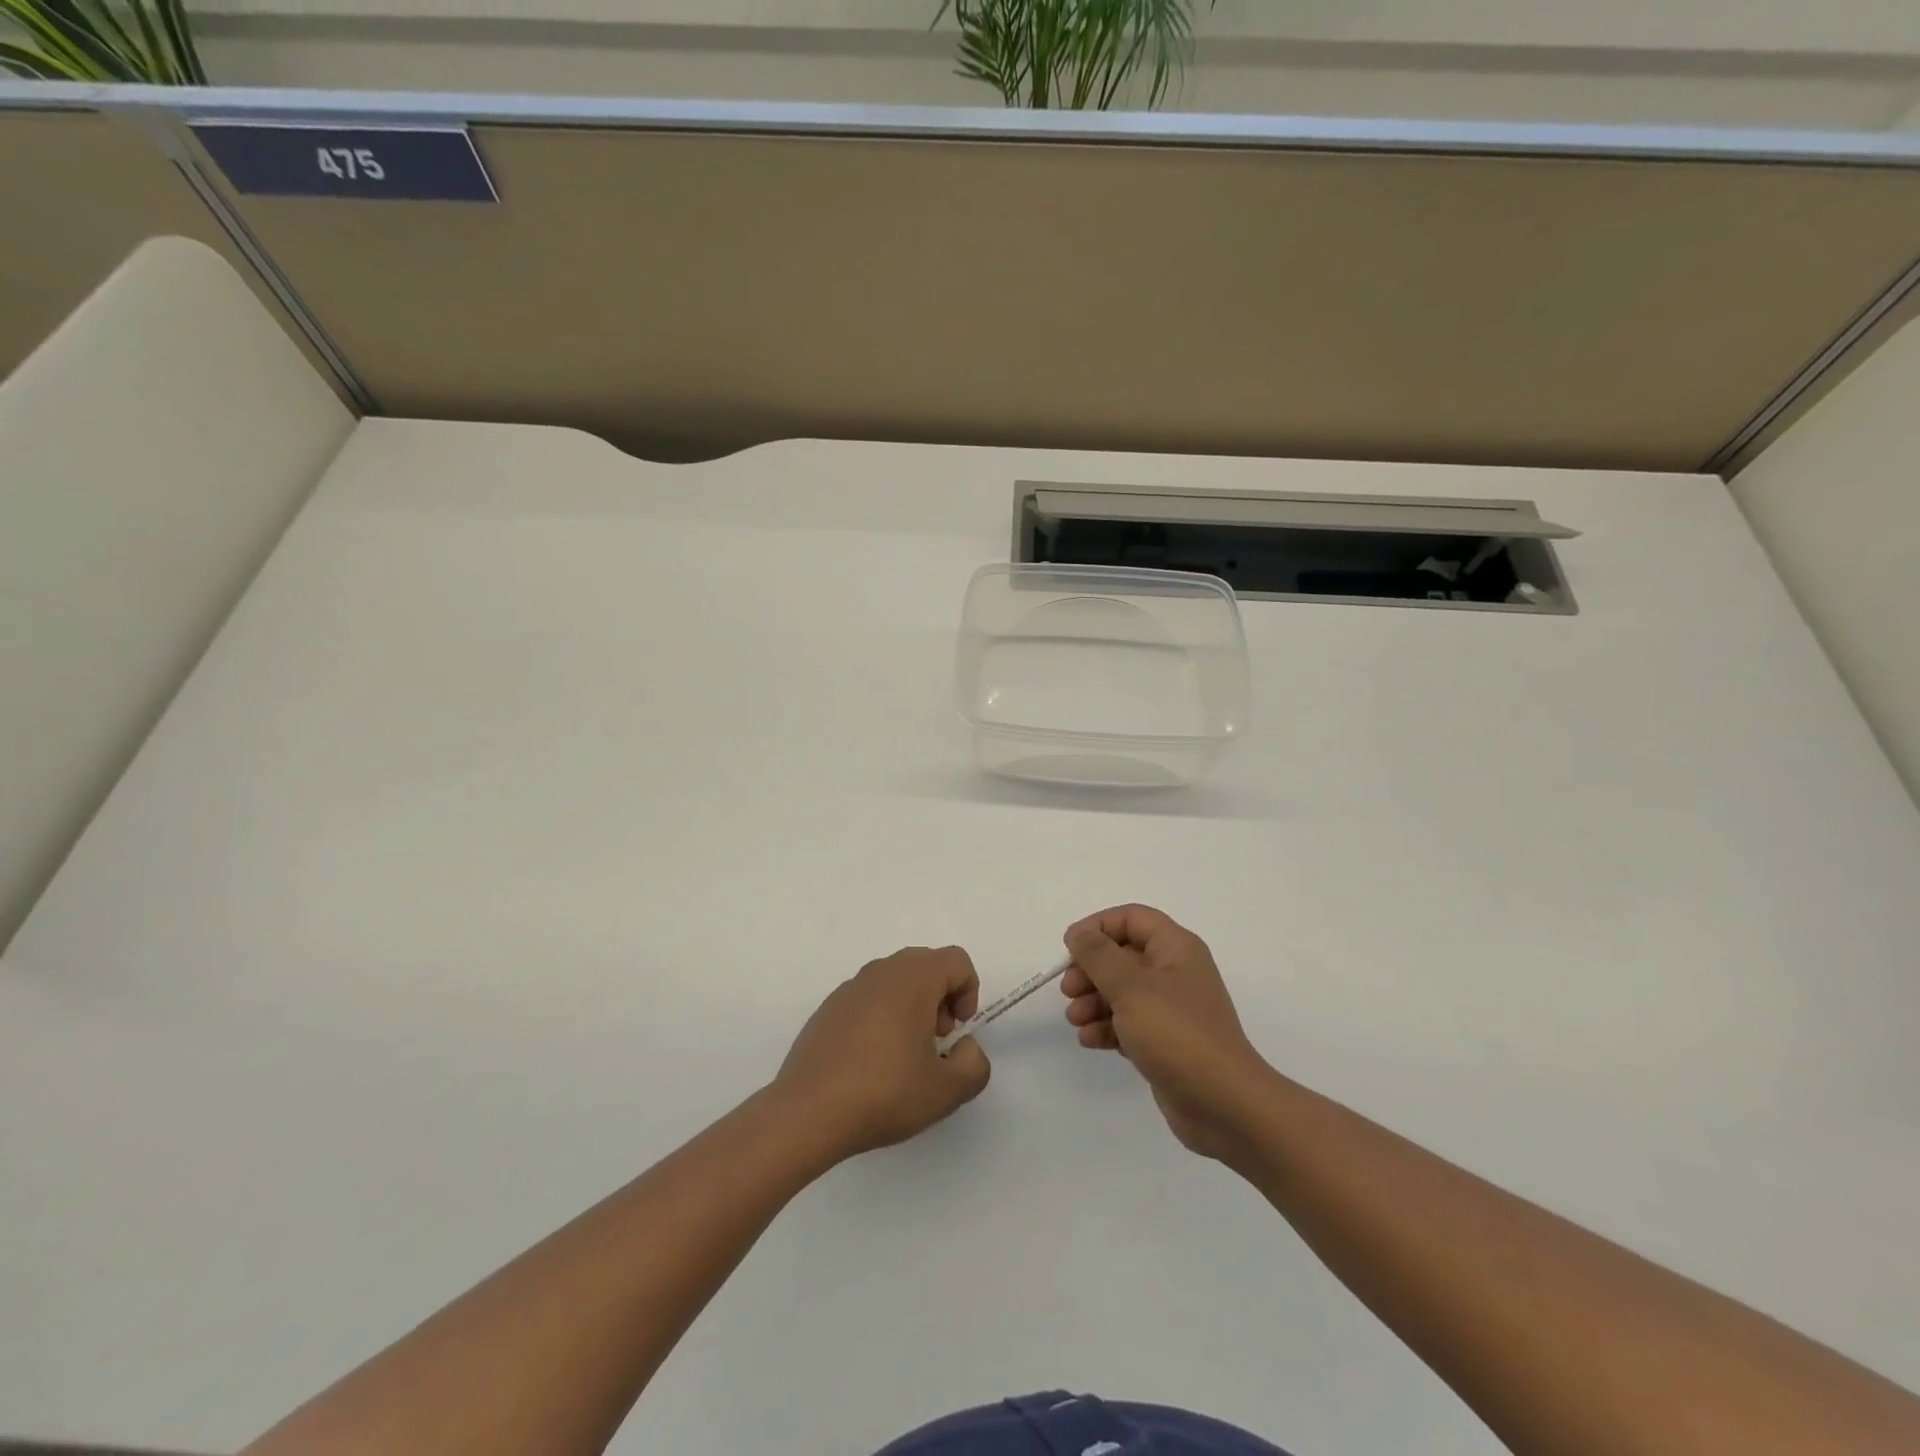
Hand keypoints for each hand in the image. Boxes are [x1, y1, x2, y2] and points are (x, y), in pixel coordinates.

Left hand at [774, 946, 991, 1160]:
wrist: (808, 1112)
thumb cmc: (884, 1093)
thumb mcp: (947, 1091)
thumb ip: (974, 1065)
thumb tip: (964, 1047)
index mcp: (913, 978)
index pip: (956, 961)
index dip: (969, 992)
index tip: (957, 1032)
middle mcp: (881, 971)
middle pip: (926, 965)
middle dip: (941, 998)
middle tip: (936, 1042)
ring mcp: (849, 988)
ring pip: (895, 981)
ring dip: (911, 1007)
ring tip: (904, 1057)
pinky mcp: (828, 1009)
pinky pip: (868, 999)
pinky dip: (881, 1017)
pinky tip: (871, 1063)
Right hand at [1062, 905, 1271, 1159]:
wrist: (1223, 1104)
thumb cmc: (1176, 1033)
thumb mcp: (1130, 987)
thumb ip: (1098, 955)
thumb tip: (1079, 934)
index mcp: (1176, 948)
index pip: (1132, 918)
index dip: (1098, 927)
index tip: (1069, 947)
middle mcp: (1174, 972)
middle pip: (1122, 956)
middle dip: (1091, 971)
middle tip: (1069, 990)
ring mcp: (1170, 1009)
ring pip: (1122, 992)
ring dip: (1093, 1001)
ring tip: (1075, 1020)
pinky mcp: (1164, 1041)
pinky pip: (1128, 1023)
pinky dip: (1106, 1027)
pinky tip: (1089, 1040)